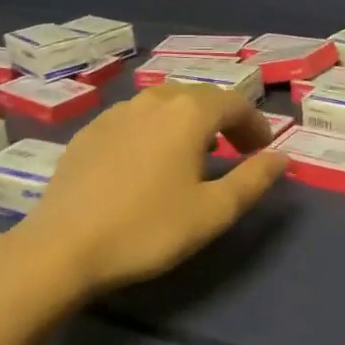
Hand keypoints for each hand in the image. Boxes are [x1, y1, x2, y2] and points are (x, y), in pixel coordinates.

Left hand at [13, 85, 287, 293]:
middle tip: (236, 150)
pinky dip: (156, 129)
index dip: (256, 124)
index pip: (234, 103)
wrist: (63, 247)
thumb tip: (282, 158)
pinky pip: (135, 118)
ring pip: (164, 104)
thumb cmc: (148, 229)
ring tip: (195, 153)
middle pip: (199, 97)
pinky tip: (149, 161)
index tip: (263, 150)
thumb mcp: (213, 212)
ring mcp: (115, 113)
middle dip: (225, 119)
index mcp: (188, 113)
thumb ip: (254, 180)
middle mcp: (152, 101)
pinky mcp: (88, 132)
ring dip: (189, 121)